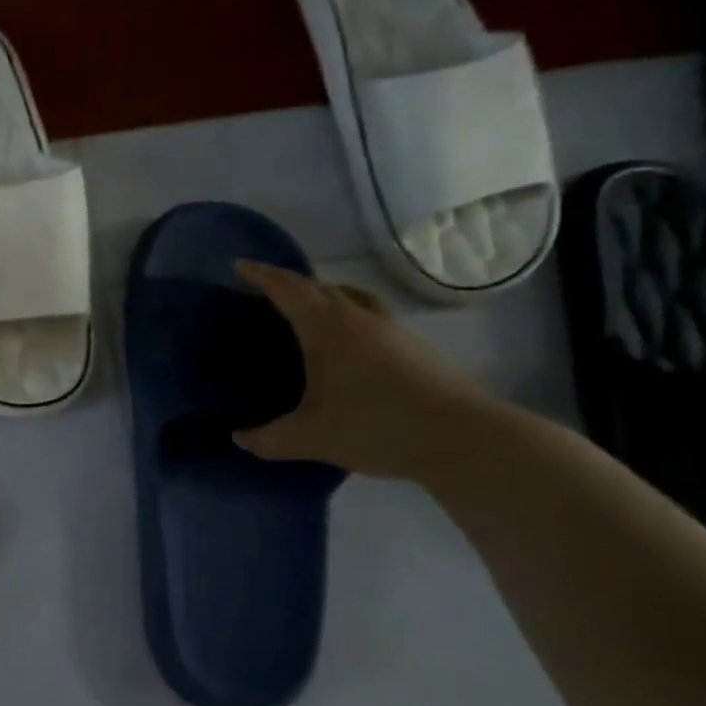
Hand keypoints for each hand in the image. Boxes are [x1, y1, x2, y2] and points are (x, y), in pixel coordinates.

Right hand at [231, 260, 497, 478]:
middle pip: (321, 288)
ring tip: (308, 314)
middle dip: (291, 285)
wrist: (465, 439)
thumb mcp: (310, 438)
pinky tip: (346, 348)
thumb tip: (240, 438)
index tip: (240, 266)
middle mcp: (360, 319)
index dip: (263, 275)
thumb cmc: (377, 426)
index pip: (289, 290)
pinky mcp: (415, 349)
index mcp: (328, 328)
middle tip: (268, 293)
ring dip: (325, 298)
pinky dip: (348, 319)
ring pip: (351, 299)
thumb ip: (268, 439)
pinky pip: (370, 318)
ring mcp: (393, 331)